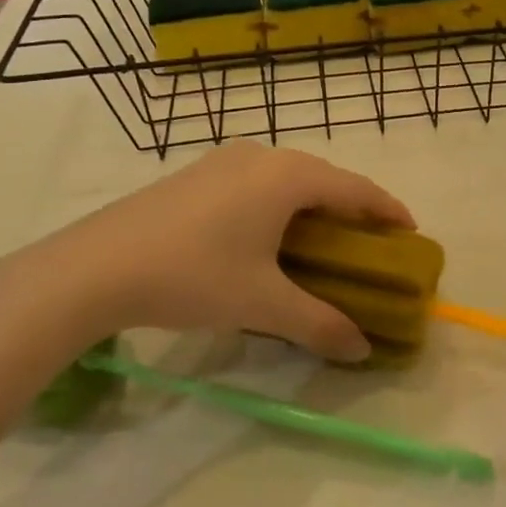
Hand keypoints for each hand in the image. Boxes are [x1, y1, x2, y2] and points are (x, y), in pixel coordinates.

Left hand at [0, 142, 412, 362]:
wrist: (94, 266)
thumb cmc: (192, 275)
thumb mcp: (262, 304)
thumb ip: (318, 324)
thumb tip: (361, 349)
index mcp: (288, 176)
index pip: (356, 188)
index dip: (388, 210)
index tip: (411, 233)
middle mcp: (261, 156)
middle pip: (324, 178)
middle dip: (352, 209)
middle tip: (369, 243)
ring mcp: (223, 161)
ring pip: (288, 178)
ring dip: (314, 206)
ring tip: (323, 240)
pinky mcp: (196, 174)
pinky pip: (257, 183)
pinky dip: (279, 204)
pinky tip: (268, 235)